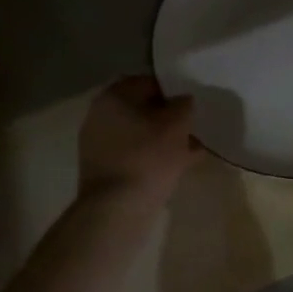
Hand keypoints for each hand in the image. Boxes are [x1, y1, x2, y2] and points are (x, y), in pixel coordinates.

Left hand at [78, 77, 199, 203]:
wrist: (116, 209)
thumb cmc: (148, 157)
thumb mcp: (177, 124)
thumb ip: (184, 105)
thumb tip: (183, 101)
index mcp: (114, 96)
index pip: (148, 82)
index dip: (174, 91)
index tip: (192, 104)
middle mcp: (100, 115)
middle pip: (143, 109)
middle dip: (169, 118)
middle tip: (194, 127)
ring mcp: (98, 143)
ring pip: (141, 134)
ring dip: (165, 139)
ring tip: (193, 149)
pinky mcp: (102, 168)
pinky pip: (135, 154)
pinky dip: (154, 157)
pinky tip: (179, 166)